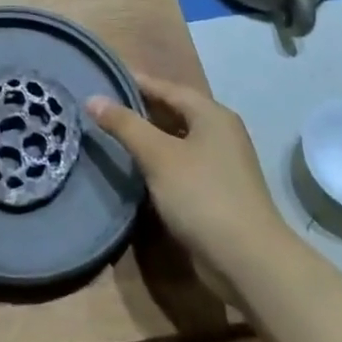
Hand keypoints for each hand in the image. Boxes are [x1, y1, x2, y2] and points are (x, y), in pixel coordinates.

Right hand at [86, 73, 291, 282]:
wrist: (249, 262)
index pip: (166, 87)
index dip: (134, 82)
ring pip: (176, 139)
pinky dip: (159, 161)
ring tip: (112, 135)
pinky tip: (136, 168)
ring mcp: (221, 163)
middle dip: (139, 109)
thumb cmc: (203, 196)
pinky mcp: (217, 191)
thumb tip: (93, 98)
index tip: (103, 79)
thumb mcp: (158, 156)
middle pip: (173, 111)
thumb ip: (125, 125)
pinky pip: (181, 163)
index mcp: (211, 115)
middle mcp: (220, 133)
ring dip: (148, 137)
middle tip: (101, 108)